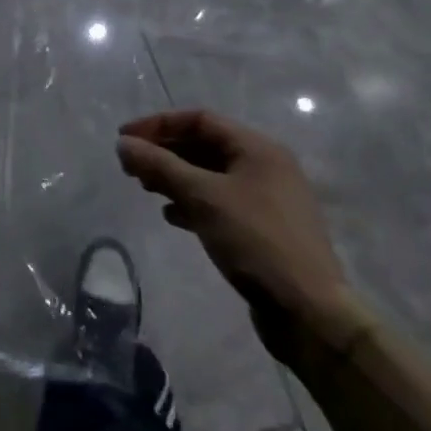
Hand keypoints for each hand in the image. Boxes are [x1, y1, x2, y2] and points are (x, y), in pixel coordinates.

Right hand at [117, 110, 370, 359]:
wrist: (308, 311)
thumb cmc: (255, 240)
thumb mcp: (202, 197)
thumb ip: (160, 166)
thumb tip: (123, 144)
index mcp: (258, 148)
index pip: (199, 119)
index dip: (158, 125)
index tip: (125, 139)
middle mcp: (265, 166)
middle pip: (205, 145)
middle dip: (165, 152)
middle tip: (131, 166)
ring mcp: (267, 199)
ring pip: (210, 175)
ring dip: (175, 177)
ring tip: (146, 189)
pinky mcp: (263, 229)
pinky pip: (220, 202)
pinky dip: (193, 202)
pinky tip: (172, 216)